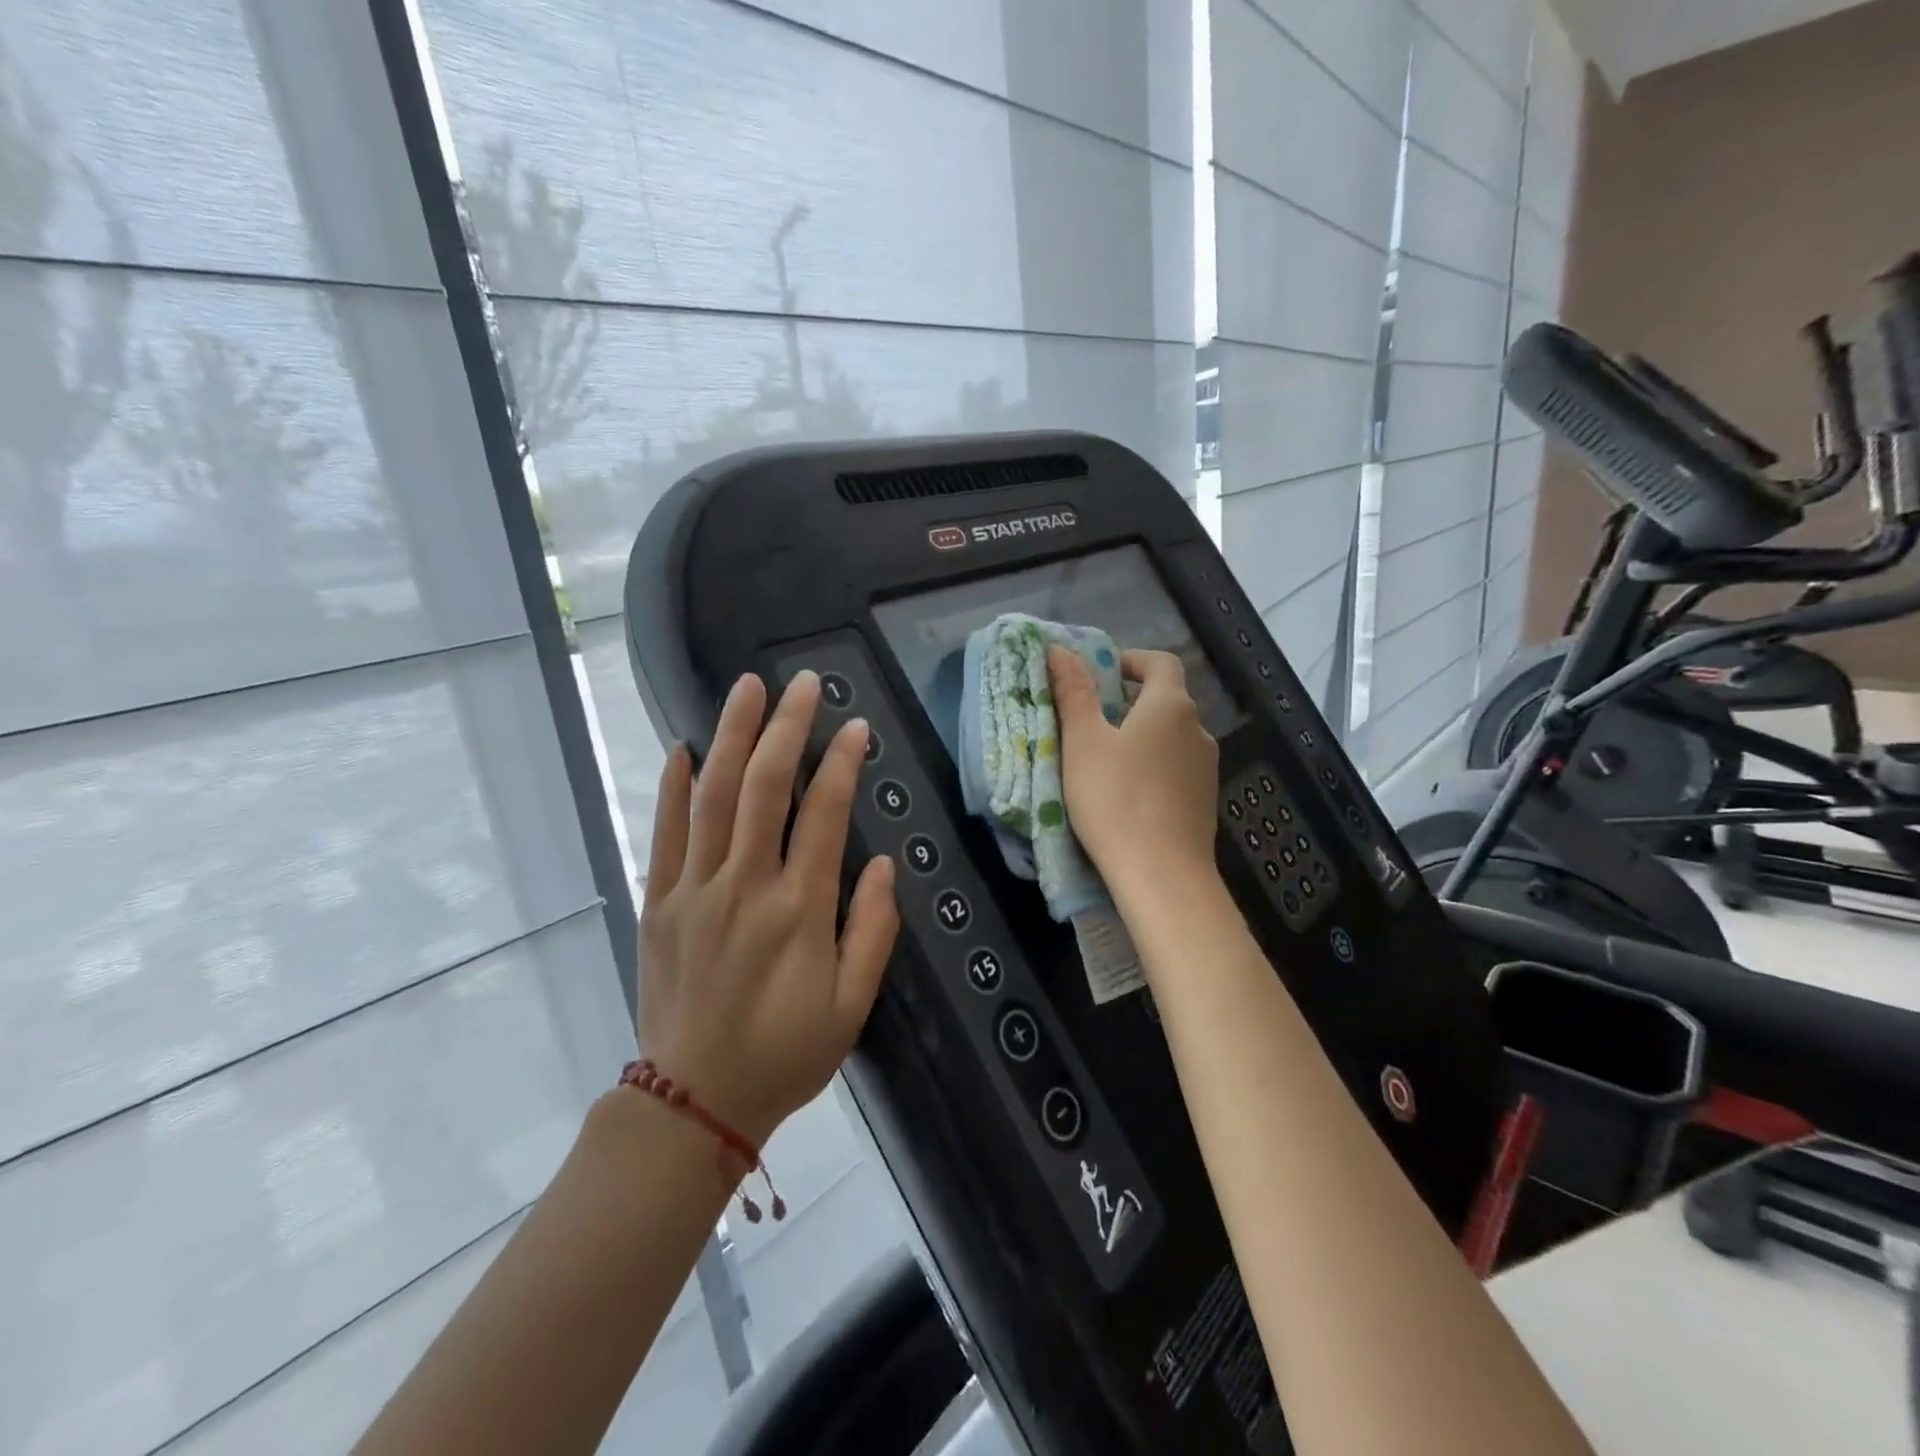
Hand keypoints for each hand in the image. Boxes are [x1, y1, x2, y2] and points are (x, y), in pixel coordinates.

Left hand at [637, 671, 898, 1146]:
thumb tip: (880, 863)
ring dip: (730, 735)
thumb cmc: (786, 1053)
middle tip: (802, 684)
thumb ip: (871, 930)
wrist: (695, 1102)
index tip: (857, 727)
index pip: (824, 814)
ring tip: (745, 688)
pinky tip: (681, 746)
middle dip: (786, 727)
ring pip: (712, 795)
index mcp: (799, 910)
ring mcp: (695, 890)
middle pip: (763, 787)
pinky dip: (672, 785)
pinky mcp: (659, 903)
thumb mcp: (851, 1005)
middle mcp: (745, 886)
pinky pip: (664, 833)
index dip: (842, 763)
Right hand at [1047, 646, 1219, 896]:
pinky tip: (1126, 794)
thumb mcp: (1083, 742)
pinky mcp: (1204, 801)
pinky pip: (1175, 768)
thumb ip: (1073, 692)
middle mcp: (1198, 730)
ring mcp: (1206, 768)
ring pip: (1169, 737)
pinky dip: (1151, 767)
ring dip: (1139, 737)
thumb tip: (1059, 649)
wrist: (1162, 875)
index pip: (1160, 662)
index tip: (1098, 675)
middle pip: (1165, 700)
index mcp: (1171, 706)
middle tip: (1087, 721)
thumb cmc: (1116, 799)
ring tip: (1101, 761)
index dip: (1130, 660)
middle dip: (1127, 702)